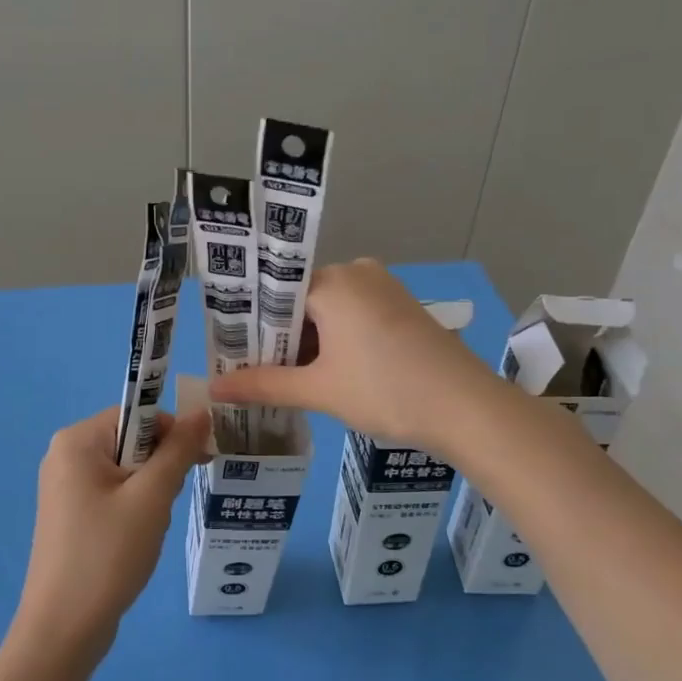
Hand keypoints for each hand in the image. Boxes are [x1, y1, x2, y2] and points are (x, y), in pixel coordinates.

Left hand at [10, 405, 210, 667]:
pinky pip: (113, 494)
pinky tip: (135, 541)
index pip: (137, 414)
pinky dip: (134, 510)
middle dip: (159, 470)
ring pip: (127, 471)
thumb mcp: (152, 497)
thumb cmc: (108, 554)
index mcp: (77, 440)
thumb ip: (179, 450)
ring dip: (150, 494)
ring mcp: (65, 487)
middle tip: (162, 507)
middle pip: (132, 441)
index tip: (196, 463)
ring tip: (147, 530)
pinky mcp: (70, 515)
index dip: (170, 433)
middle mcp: (65, 455)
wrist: (63, 630)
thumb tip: (202, 412)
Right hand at [208, 260, 499, 456]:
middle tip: (252, 372)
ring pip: (326, 310)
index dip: (249, 325)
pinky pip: (352, 314)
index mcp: (331, 282)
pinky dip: (334, 339)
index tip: (230, 352)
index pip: (273, 293)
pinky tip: (325, 371)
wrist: (468, 408)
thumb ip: (264, 384)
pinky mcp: (400, 306)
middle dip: (277, 337)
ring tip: (284, 378)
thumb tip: (214, 389)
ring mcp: (382, 287)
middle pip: (299, 300)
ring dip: (306, 341)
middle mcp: (356, 272)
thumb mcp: (319, 390)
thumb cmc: (386, 391)